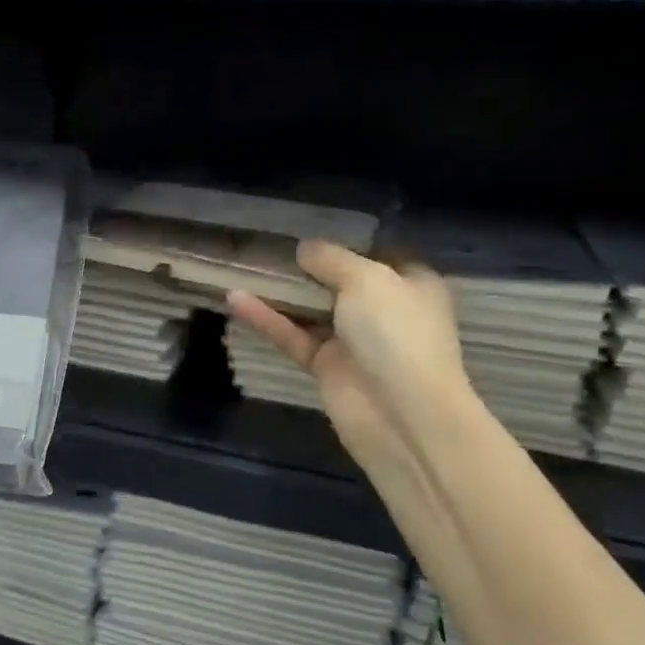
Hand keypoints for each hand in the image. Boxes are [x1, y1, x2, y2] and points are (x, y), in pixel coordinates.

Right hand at [228, 240, 469, 468]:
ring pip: (309, 311)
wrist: (402, 412)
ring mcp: (352, 341)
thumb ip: (331, 259)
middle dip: (304, 268)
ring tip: (242, 268)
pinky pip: (292, 336)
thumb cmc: (396, 333)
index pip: (375, 257)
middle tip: (264, 247)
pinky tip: (235, 299)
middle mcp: (382, 310)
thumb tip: (305, 249)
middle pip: (336, 283)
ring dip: (279, 293)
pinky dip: (267, 319)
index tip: (306, 232)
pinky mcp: (325, 367)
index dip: (343, 245)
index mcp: (409, 284)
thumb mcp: (367, 279)